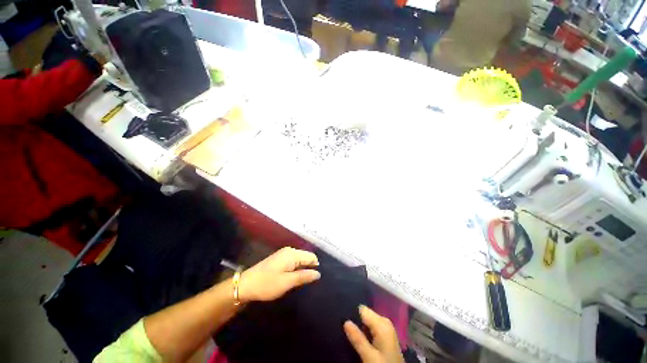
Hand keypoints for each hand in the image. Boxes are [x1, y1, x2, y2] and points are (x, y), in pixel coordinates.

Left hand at [238, 247, 319, 302]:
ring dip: (302, 269)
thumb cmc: (267, 284)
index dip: (315, 267)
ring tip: (302, 281)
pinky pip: (294, 261)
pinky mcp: (279, 258)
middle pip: (306, 257)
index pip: (311, 256)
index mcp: (293, 254)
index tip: (315, 279)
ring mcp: (284, 253)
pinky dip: (296, 268)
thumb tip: (318, 273)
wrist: (246, 284)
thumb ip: (304, 276)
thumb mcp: (287, 282)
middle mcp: (290, 250)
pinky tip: (293, 277)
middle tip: (308, 282)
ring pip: (300, 259)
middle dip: (309, 267)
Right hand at [344, 305, 404, 362]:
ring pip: (367, 321)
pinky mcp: (385, 334)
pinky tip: (360, 339)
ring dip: (359, 327)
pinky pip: (371, 327)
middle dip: (355, 321)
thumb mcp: (370, 356)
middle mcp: (384, 321)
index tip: (342, 322)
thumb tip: (345, 321)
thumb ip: (358, 339)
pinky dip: (365, 331)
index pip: (362, 309)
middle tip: (345, 331)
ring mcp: (386, 328)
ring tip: (351, 335)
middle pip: (365, 314)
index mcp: (382, 323)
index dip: (352, 314)